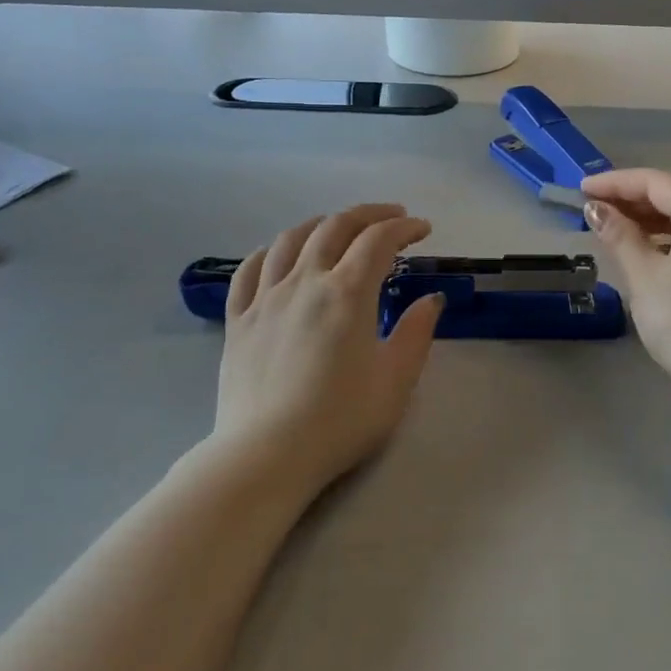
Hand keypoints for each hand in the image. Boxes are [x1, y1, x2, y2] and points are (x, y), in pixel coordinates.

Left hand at [215, 205, 442, 491]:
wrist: (265, 455)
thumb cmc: (340, 419)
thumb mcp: (396, 379)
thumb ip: (417, 332)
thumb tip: (432, 299)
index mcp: (348, 292)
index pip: (379, 240)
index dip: (404, 227)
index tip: (422, 229)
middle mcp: (305, 281)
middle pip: (336, 226)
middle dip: (369, 214)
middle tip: (391, 217)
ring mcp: (266, 297)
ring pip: (291, 239)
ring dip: (321, 224)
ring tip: (338, 228)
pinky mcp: (238, 320)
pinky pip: (250, 270)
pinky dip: (271, 251)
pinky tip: (281, 255)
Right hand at [581, 170, 670, 409]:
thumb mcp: (646, 276)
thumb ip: (619, 236)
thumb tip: (595, 208)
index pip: (656, 182)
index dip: (616, 182)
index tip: (580, 190)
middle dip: (628, 199)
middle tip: (588, 209)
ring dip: (643, 220)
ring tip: (607, 229)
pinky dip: (660, 240)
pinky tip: (638, 252)